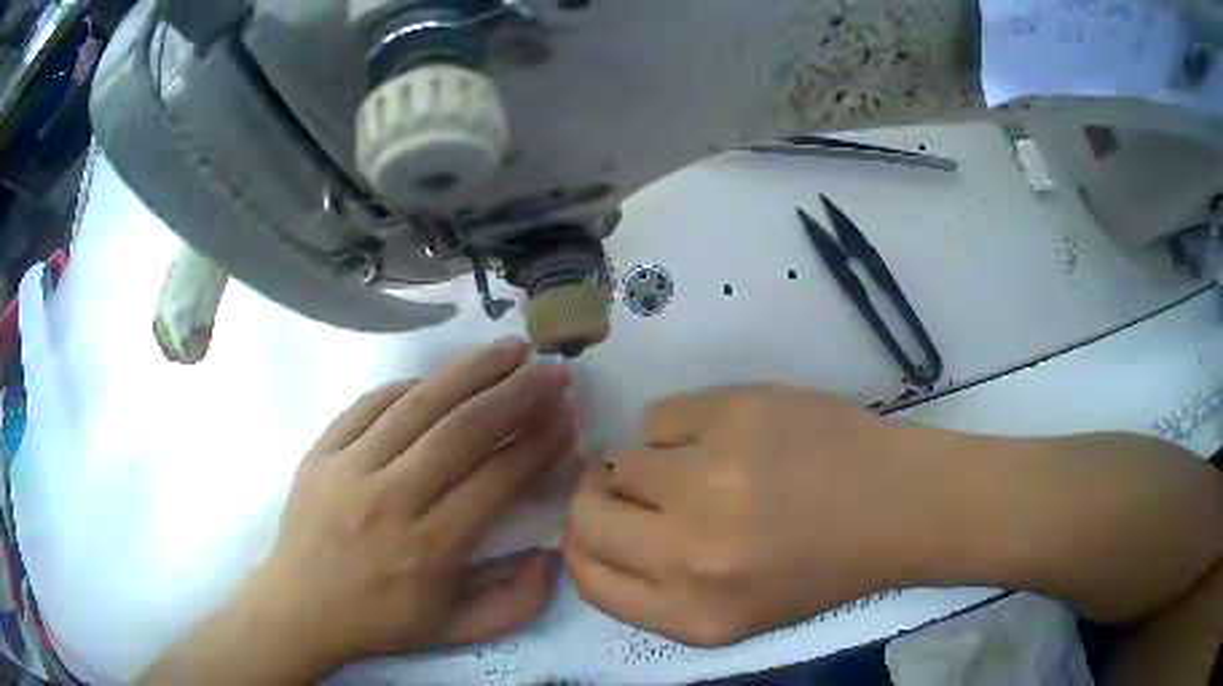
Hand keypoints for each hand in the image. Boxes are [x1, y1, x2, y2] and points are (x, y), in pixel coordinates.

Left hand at [148, 338, 576, 683]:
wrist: (298, 608)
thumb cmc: (379, 622)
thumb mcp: (455, 632)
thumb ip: (514, 603)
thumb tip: (552, 555)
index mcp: (428, 549)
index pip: (495, 480)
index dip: (538, 444)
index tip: (566, 418)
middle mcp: (389, 500)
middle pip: (461, 430)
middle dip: (516, 394)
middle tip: (552, 371)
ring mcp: (348, 468)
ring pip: (419, 404)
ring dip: (471, 371)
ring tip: (510, 350)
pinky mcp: (321, 451)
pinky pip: (371, 403)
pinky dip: (412, 386)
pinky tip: (440, 381)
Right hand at [563, 384, 946, 646]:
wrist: (896, 505)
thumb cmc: (820, 567)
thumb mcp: (734, 613)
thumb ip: (655, 588)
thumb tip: (591, 529)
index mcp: (693, 615)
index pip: (586, 578)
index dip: (582, 546)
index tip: (599, 528)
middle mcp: (690, 554)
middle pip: (586, 513)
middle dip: (600, 500)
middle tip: (637, 490)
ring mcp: (711, 477)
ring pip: (621, 459)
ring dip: (650, 464)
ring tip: (705, 466)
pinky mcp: (734, 413)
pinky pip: (660, 415)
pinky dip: (681, 427)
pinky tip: (728, 436)